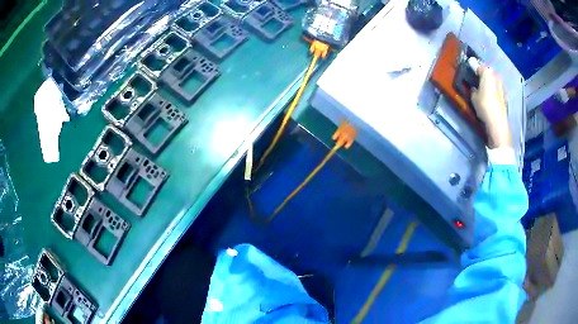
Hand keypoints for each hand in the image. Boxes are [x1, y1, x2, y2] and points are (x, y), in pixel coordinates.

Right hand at [471, 66, 511, 148]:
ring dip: (489, 84)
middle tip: (476, 81)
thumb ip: (473, 89)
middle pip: (488, 73)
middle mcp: (495, 76)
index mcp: (487, 72)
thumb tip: (474, 88)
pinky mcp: (505, 96)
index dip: (473, 68)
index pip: (478, 66)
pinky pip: (497, 89)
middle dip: (483, 75)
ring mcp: (502, 86)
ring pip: (493, 81)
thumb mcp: (473, 97)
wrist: (498, 122)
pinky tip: (490, 98)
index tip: (469, 72)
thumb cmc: (484, 106)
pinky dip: (494, 91)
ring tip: (483, 90)